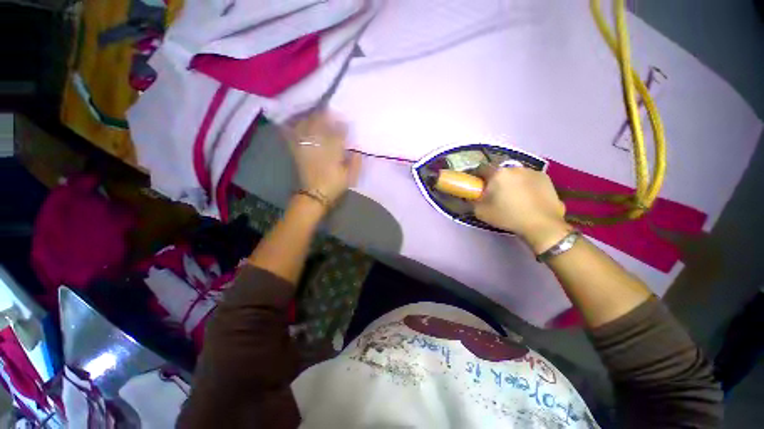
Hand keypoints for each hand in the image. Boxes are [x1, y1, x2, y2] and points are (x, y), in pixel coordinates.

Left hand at [283, 111, 361, 206]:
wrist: (315, 195)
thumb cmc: (334, 185)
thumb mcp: (350, 177)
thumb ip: (355, 162)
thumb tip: (357, 150)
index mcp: (333, 151)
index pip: (338, 133)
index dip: (342, 126)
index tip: (345, 122)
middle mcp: (319, 145)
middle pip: (321, 125)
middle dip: (325, 116)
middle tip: (329, 112)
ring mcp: (307, 147)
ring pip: (307, 127)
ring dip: (312, 118)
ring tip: (316, 114)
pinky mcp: (298, 151)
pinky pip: (294, 136)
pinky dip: (294, 127)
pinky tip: (296, 123)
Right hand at [473, 166, 569, 253]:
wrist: (541, 224)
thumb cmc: (507, 216)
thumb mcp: (481, 212)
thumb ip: (472, 200)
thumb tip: (471, 195)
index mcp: (497, 173)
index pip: (481, 168)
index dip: (477, 177)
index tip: (476, 186)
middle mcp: (514, 167)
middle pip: (499, 171)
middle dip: (495, 180)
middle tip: (495, 194)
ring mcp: (531, 171)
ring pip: (515, 174)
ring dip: (511, 182)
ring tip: (513, 197)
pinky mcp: (545, 177)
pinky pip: (529, 178)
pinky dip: (525, 185)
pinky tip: (528, 198)